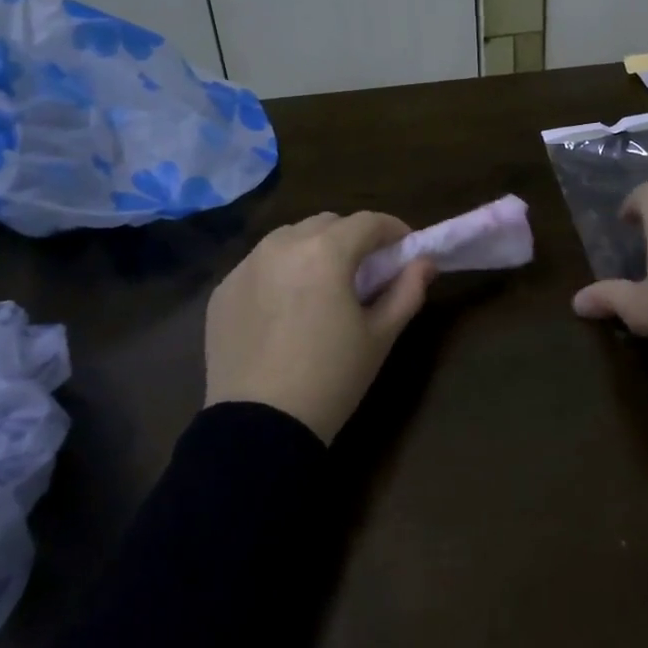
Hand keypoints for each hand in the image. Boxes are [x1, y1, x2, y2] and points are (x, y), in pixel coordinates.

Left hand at [205, 211, 434, 442]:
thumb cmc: (331, 378)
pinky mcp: (223, 289)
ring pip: (289, 238)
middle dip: (352, 238)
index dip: (394, 230)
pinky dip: (280, 272)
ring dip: (314, 249)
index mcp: (325, 251)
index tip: (406, 249)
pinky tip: (286, 307)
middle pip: (327, 224)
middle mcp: (282, 245)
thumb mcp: (380, 336)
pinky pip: (259, 265)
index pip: (368, 222)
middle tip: (366, 270)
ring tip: (323, 285)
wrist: (259, 426)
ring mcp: (246, 265)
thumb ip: (407, 291)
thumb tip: (425, 263)